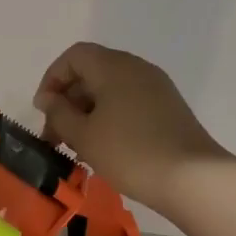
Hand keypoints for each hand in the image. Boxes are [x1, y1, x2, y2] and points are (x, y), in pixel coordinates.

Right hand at [33, 42, 229, 212]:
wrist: (192, 178)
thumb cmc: (129, 152)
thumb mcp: (83, 134)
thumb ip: (59, 113)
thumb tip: (49, 98)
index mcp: (113, 66)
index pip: (74, 57)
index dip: (52, 79)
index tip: (43, 111)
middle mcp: (136, 68)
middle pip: (92, 72)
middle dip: (68, 101)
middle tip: (56, 135)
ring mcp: (156, 87)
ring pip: (110, 90)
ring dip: (88, 113)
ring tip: (77, 146)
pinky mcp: (168, 108)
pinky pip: (129, 102)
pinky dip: (110, 118)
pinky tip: (104, 148)